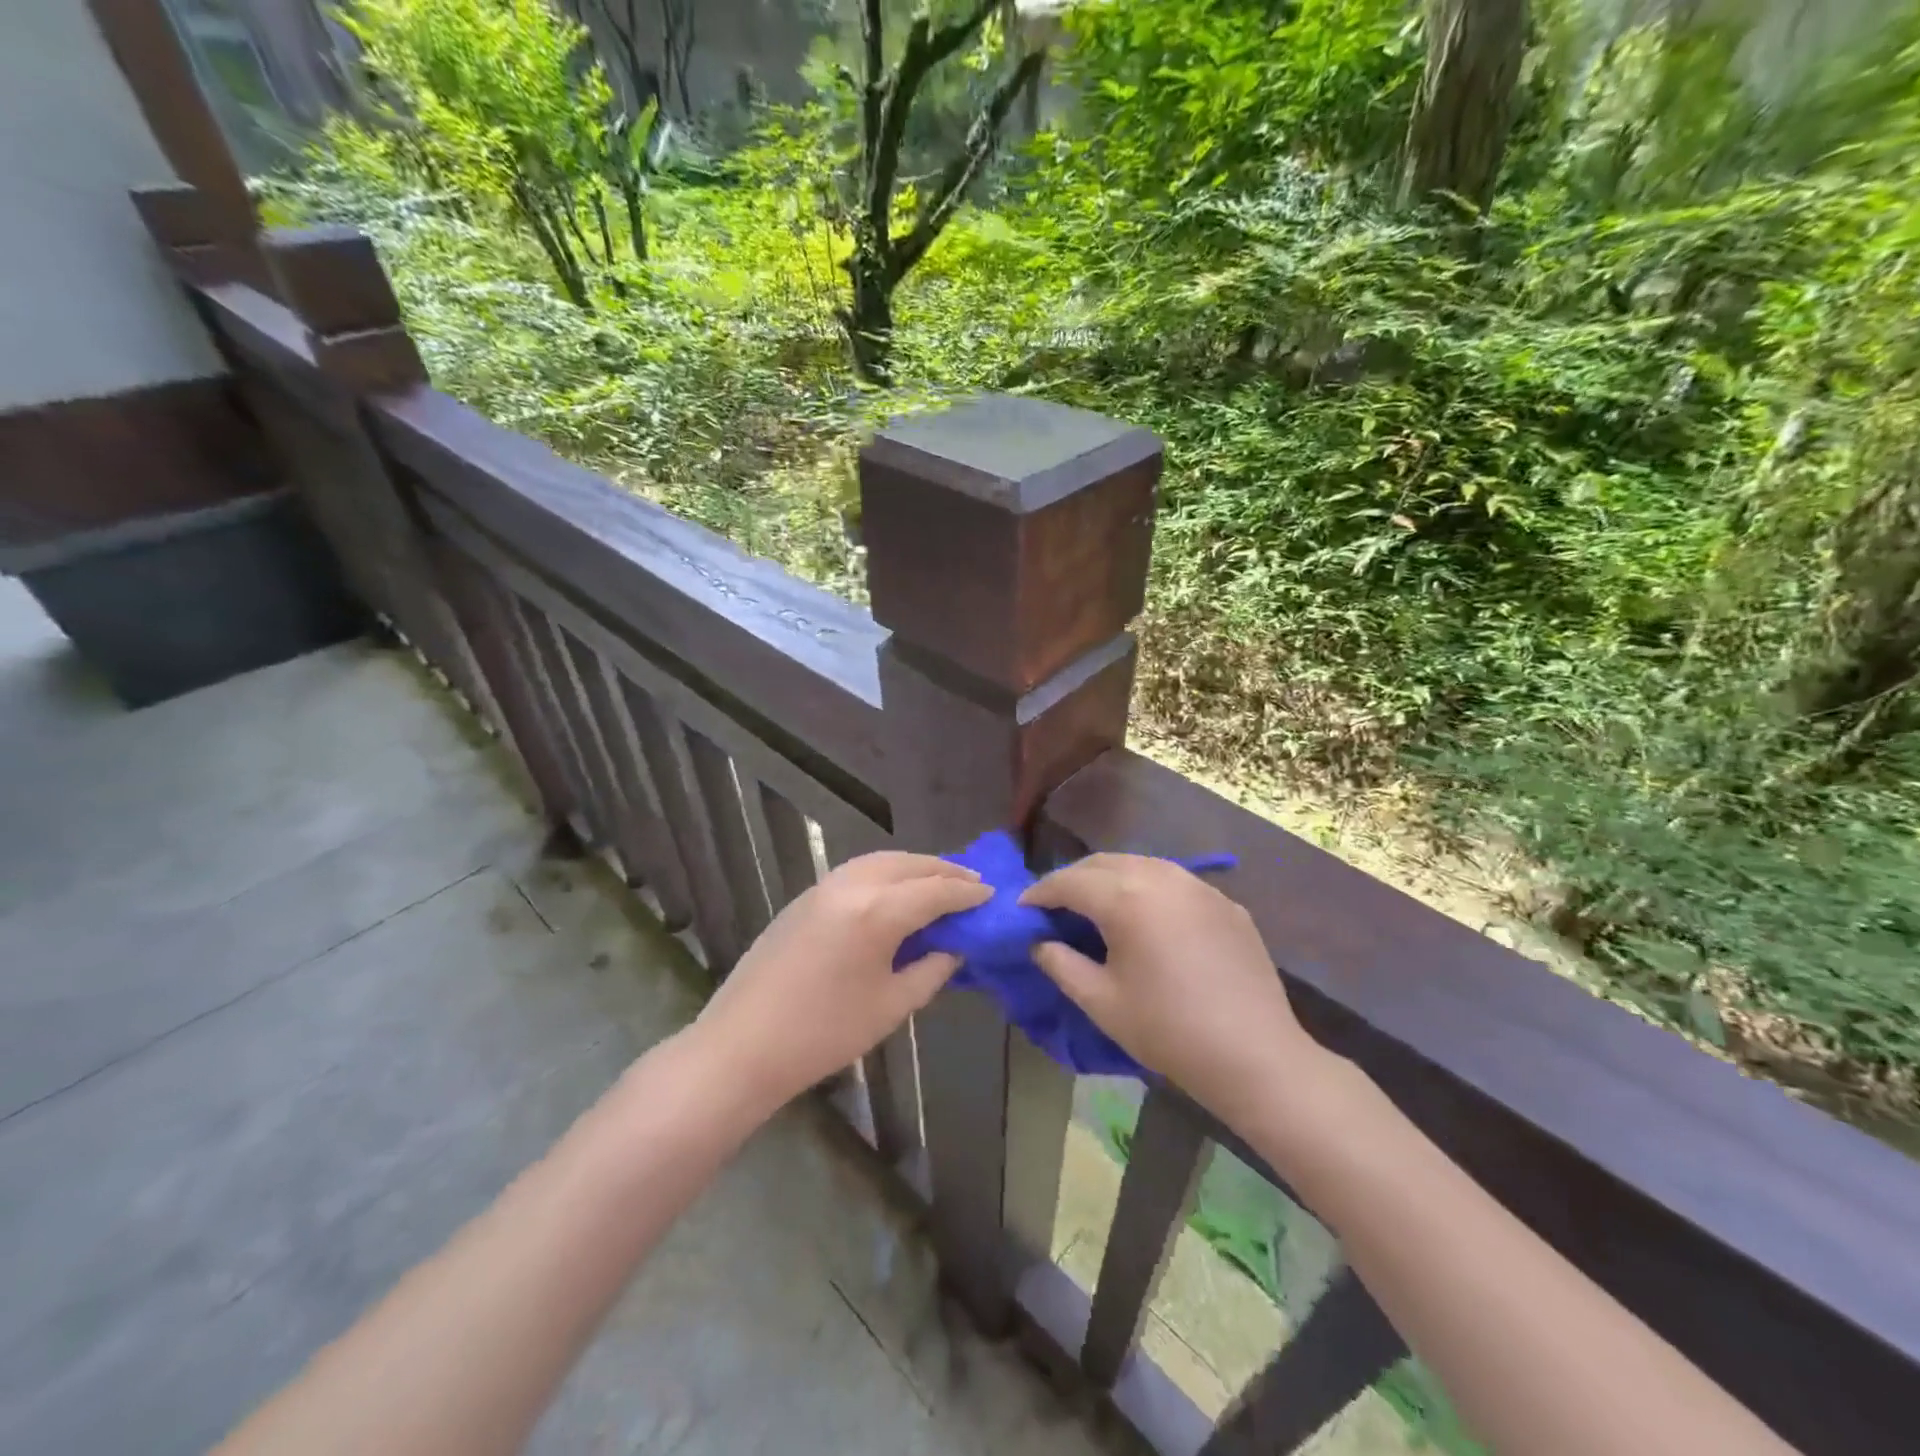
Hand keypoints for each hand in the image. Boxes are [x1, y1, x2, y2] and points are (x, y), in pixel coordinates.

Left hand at [691, 850, 989, 1117]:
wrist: (742, 1045)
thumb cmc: (824, 1034)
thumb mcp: (890, 1006)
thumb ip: (930, 970)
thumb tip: (953, 948)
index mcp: (876, 912)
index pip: (935, 891)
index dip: (967, 893)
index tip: (991, 895)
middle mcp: (852, 885)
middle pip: (909, 865)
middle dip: (944, 870)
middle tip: (972, 882)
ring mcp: (823, 887)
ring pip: (881, 861)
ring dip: (915, 867)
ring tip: (939, 881)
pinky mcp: (805, 897)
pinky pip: (857, 871)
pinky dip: (886, 873)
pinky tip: (896, 892)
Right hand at [1022, 854, 1324, 1129]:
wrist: (1255, 1055)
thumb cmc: (1168, 1030)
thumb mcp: (1101, 1002)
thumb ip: (1061, 964)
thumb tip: (1040, 943)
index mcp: (1126, 898)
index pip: (1069, 882)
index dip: (1041, 892)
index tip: (1023, 908)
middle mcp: (1161, 876)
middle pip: (1103, 863)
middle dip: (1073, 879)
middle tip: (1055, 906)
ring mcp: (1198, 886)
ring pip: (1141, 865)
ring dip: (1111, 878)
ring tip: (1096, 906)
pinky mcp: (1225, 902)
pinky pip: (1174, 882)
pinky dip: (1148, 889)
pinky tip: (1147, 918)